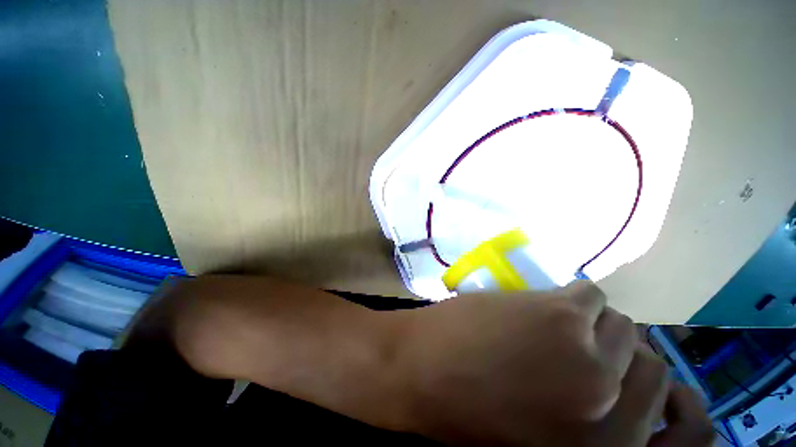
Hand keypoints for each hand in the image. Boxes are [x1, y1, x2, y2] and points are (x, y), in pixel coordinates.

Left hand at [397, 281, 710, 445]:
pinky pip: (588, 294)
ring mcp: (588, 358)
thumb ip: (588, 427)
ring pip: (621, 323)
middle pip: (649, 361)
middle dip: (617, 349)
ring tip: (557, 323)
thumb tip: (614, 392)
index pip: (670, 408)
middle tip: (580, 342)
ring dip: (592, 321)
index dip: (646, 383)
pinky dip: (574, 298)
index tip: (623, 371)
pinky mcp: (558, 316)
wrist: (416, 374)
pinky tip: (543, 305)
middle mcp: (614, 410)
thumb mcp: (541, 444)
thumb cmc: (467, 414)